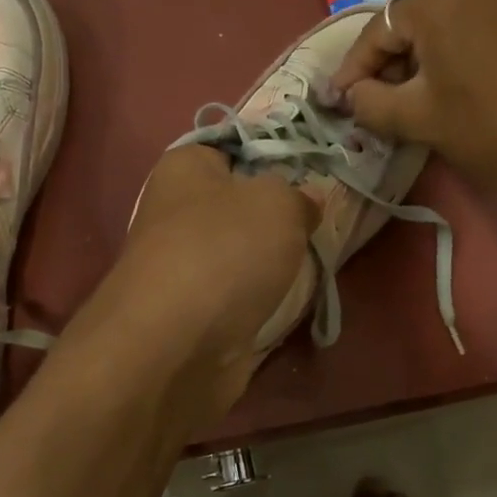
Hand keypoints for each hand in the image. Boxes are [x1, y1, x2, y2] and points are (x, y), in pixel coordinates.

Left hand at [62, 146, 312, 430]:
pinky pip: (240, 295)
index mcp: (185, 168)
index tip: (313, 171)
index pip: (232, 148)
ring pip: (243, 253)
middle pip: (240, 205)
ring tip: (314, 261)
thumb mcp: (279, 203)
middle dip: (279, 215)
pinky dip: (263, 300)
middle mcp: (177, 213)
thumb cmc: (225, 251)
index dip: (273, 156)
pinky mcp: (195, 313)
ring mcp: (184, 267)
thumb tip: (305, 202)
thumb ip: (299, 195)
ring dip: (273, 261)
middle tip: (320, 220)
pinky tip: (291, 301)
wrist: (176, 348)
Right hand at [330, 0, 496, 189]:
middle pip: (414, 16)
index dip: (353, 68)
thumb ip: (370, 103)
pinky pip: (487, 22)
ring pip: (453, 17)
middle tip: (380, 95)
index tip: (338, 99)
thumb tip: (351, 95)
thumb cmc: (490, 125)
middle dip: (392, 57)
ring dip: (429, 51)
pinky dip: (467, 47)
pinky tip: (472, 80)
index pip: (377, 30)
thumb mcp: (418, 119)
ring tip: (424, 90)